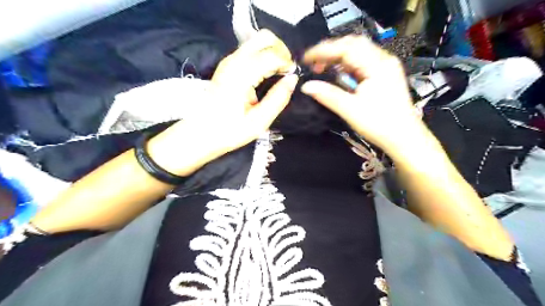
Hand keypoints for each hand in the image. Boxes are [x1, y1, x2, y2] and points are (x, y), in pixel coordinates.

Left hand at [148, 30, 297, 176]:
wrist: (201, 132)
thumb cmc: (229, 131)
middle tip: (286, 71)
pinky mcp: (227, 64)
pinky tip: (267, 73)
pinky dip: (264, 55)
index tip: (292, 78)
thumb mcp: (259, 122)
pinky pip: (251, 49)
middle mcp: (234, 61)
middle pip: (265, 37)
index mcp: (241, 75)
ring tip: (278, 73)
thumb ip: (278, 99)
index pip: (272, 55)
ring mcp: (229, 60)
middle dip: (281, 51)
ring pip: (257, 40)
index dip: (287, 64)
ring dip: (273, 52)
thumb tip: (293, 79)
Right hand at [303, 34, 424, 156]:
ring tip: (323, 68)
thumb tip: (306, 86)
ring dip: (338, 57)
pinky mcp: (385, 74)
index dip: (323, 51)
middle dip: (331, 51)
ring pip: (358, 52)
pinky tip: (339, 74)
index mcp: (377, 65)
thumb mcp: (350, 110)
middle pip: (353, 44)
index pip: (346, 48)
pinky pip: (363, 62)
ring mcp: (385, 66)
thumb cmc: (379, 124)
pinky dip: (347, 65)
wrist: (404, 137)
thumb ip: (328, 95)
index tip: (305, 59)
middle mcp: (383, 60)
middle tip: (314, 64)